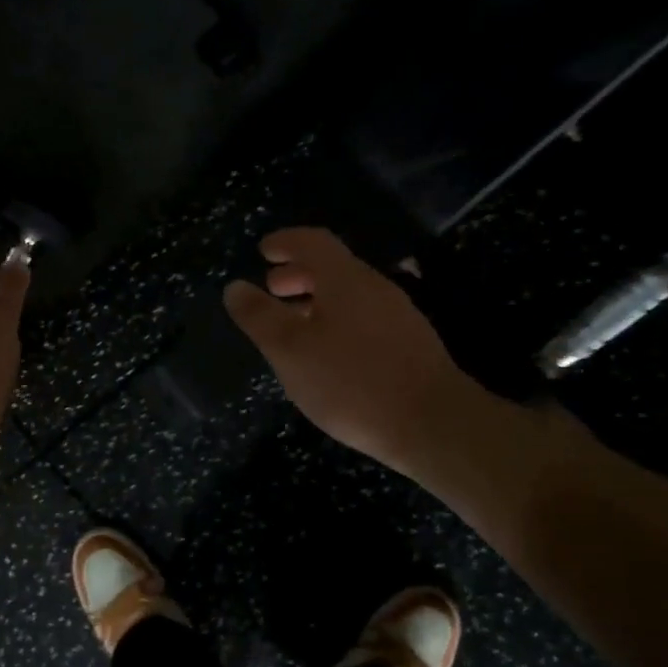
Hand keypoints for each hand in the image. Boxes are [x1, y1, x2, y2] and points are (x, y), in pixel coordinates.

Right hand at [224, 228, 487, 477]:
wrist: (432, 424)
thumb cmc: (350, 381)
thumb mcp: (289, 350)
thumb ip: (259, 317)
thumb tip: (235, 287)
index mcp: (344, 279)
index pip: (313, 242)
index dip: (285, 242)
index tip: (264, 250)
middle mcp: (374, 288)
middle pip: (332, 268)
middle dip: (298, 273)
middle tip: (272, 289)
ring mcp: (397, 316)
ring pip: (349, 295)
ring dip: (316, 300)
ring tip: (293, 325)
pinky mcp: (409, 345)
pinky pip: (363, 318)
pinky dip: (336, 321)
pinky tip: (327, 354)